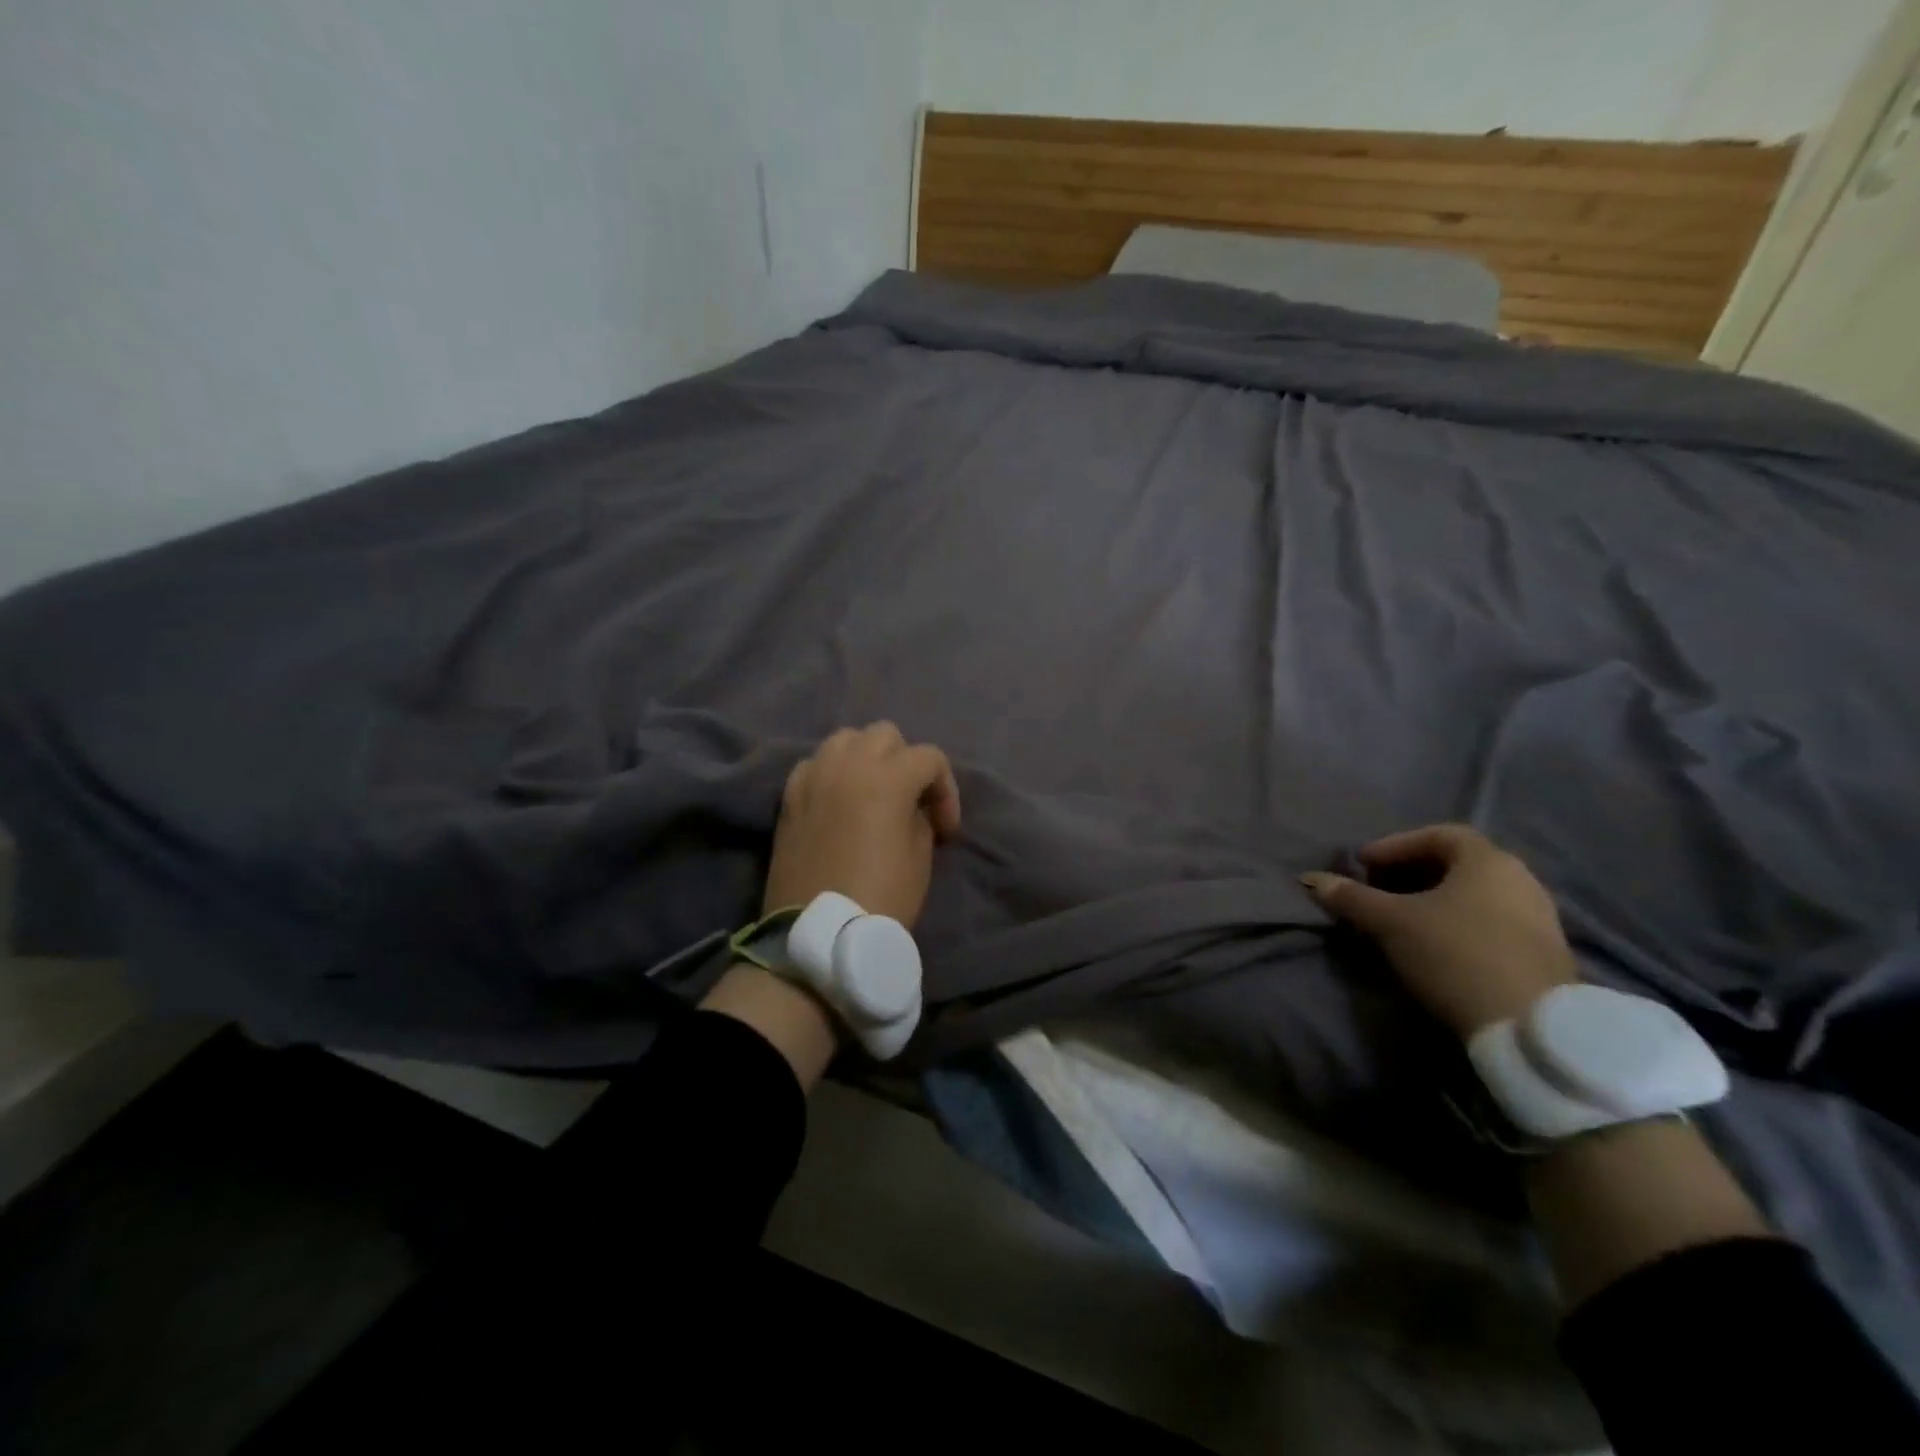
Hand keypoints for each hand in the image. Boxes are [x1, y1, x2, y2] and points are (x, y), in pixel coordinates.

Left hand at [761, 722, 961, 927]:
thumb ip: (919, 817)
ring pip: (844, 739)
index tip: (944, 828)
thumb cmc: (881, 897)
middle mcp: (848, 765)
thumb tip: (910, 807)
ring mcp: (814, 777)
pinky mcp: (789, 796)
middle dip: (904, 760)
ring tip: (871, 790)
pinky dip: (830, 772)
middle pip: (885, 734)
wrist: (819, 934)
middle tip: (909, 799)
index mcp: (888, 777)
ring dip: (865, 756)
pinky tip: (836, 800)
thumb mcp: (920, 857)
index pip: (929, 757)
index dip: (946, 790)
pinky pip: (813, 764)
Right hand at [1300, 824, 1576, 1038]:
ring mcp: (1540, 918)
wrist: (1531, 1028)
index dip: (1395, 845)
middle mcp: (1521, 879)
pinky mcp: (1546, 953)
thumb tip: (1311, 880)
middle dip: (1412, 872)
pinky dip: (1459, 922)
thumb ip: (1351, 898)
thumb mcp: (1391, 923)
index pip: (1438, 834)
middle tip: (1379, 889)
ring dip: (1436, 900)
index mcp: (1488, 860)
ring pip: (1476, 894)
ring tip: (1403, 919)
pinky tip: (1438, 944)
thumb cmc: (1455, 955)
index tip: (1363, 865)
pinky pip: (1493, 921)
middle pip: (1458, 863)